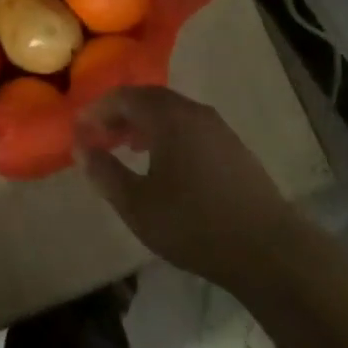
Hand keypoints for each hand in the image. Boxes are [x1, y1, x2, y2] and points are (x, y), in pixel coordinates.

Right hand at [77, 86, 296, 287]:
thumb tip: (82, 149)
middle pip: (149, 99)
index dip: (98, 110)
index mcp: (168, 116)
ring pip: (171, 113)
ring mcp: (217, 127)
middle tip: (100, 136)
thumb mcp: (138, 205)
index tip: (79, 128)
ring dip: (144, 124)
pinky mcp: (233, 147)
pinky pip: (189, 127)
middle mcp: (193, 111)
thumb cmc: (194, 224)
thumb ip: (105, 173)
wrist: (268, 249)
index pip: (124, 97)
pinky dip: (167, 134)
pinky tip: (163, 163)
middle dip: (120, 114)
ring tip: (126, 148)